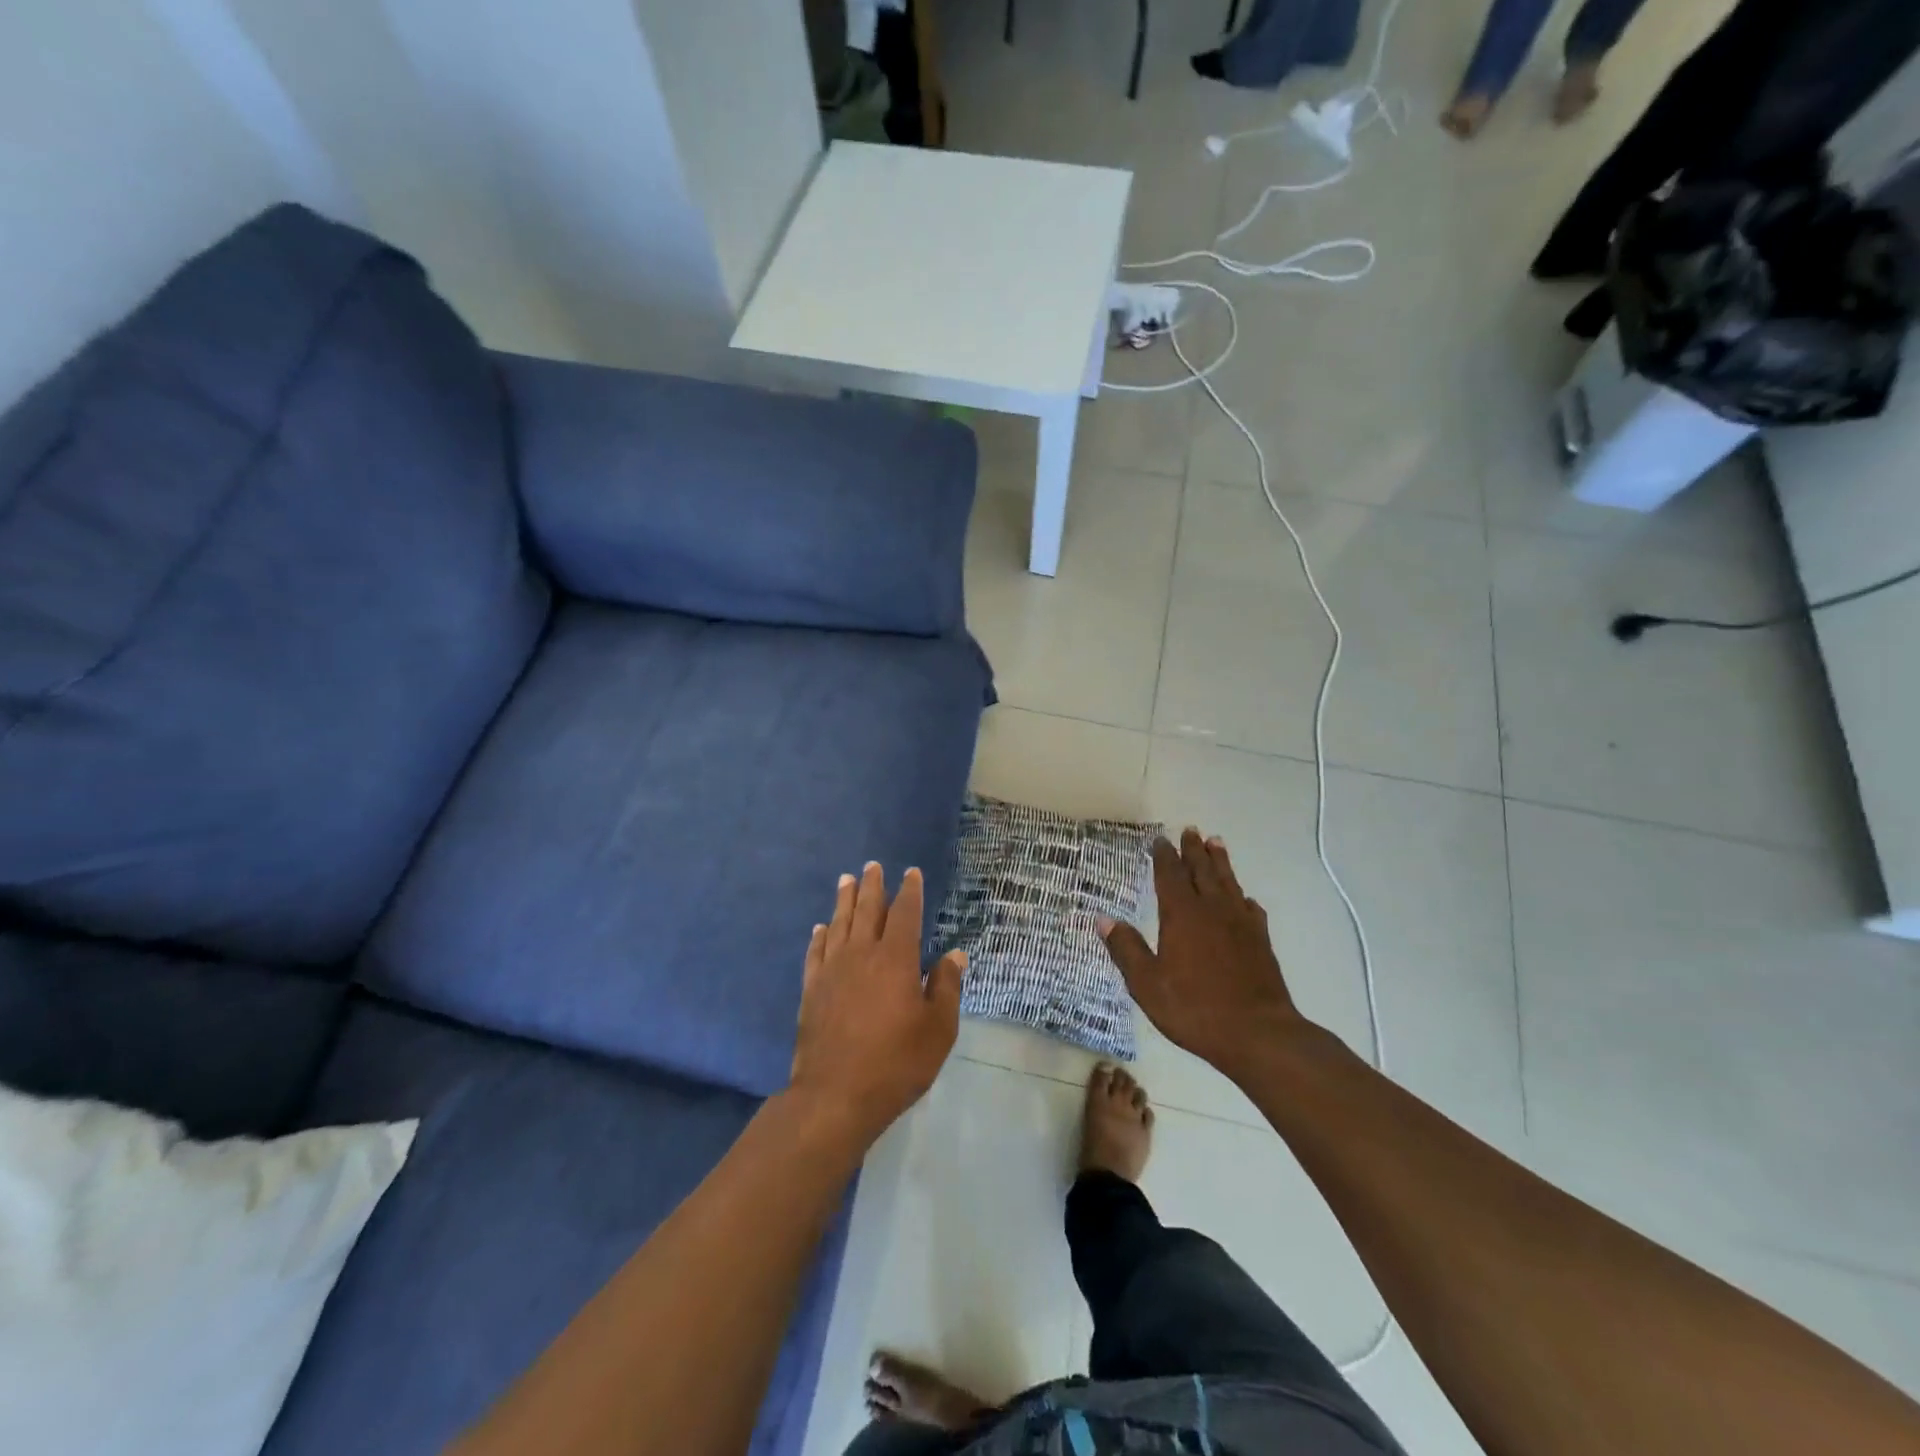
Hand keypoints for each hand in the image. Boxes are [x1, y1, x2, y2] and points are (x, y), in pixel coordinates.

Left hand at [790, 863, 964, 1144]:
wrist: (835, 1096)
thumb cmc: (896, 1063)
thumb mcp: (938, 1029)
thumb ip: (946, 987)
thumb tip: (954, 955)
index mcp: (895, 959)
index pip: (904, 914)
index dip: (909, 891)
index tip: (910, 873)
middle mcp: (861, 955)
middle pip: (867, 910)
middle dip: (872, 886)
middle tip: (872, 865)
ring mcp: (832, 971)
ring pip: (839, 924)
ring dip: (844, 900)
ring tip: (846, 880)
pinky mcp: (812, 990)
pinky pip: (816, 953)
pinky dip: (820, 936)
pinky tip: (820, 928)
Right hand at [1099, 829, 1304, 1083]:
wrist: (1259, 1034)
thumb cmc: (1195, 1009)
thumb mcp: (1147, 984)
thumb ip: (1126, 949)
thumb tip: (1103, 919)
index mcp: (1182, 916)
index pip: (1170, 876)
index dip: (1164, 856)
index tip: (1160, 840)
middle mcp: (1212, 910)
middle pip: (1202, 871)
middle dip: (1194, 850)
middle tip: (1191, 830)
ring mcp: (1240, 924)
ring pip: (1228, 883)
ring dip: (1220, 862)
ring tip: (1217, 843)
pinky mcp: (1261, 942)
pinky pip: (1251, 909)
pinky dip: (1243, 898)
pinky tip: (1244, 899)